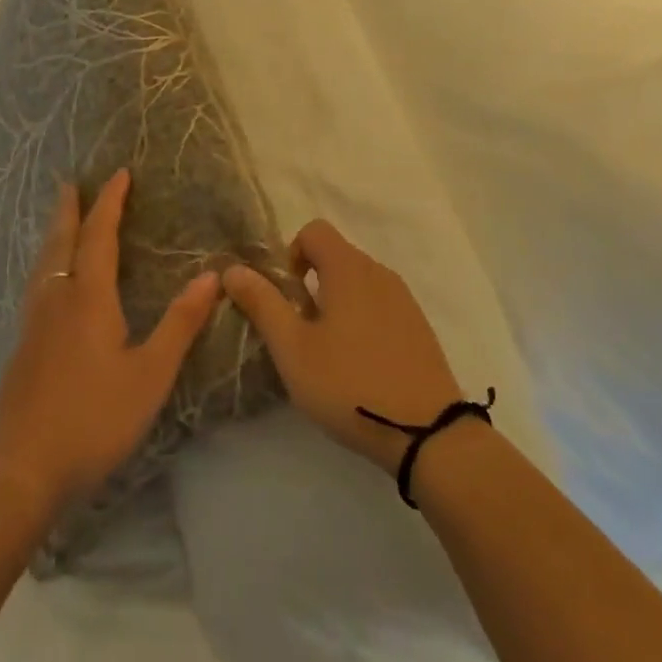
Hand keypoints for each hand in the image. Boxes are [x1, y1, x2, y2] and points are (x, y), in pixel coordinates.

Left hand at [0, 170, 221, 513]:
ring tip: (60, 221)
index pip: (100, 236)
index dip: (110, 203)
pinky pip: (37, 285)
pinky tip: (49, 282)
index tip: (119, 174)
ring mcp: (35, 324)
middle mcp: (58, 299)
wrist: (20, 470)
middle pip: (62, 241)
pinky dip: (47, 263)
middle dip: (70, 209)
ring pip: (44, 263)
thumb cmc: (93, 418)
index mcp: (89, 298)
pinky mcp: (24, 347)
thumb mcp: (150, 374)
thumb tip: (211, 276)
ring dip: (55, 234)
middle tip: (71, 183)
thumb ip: (180, 324)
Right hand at [223, 221, 463, 475]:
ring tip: (329, 354)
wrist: (427, 432)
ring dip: (336, 304)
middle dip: (311, 284)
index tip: (287, 299)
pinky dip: (362, 320)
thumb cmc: (349, 384)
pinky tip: (359, 366)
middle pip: (336, 256)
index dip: (292, 255)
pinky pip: (379, 305)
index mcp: (348, 268)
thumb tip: (233, 269)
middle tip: (301, 333)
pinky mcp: (418, 325)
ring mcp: (403, 298)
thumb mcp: (294, 349)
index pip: (314, 230)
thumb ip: (262, 304)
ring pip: (358, 283)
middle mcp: (378, 271)